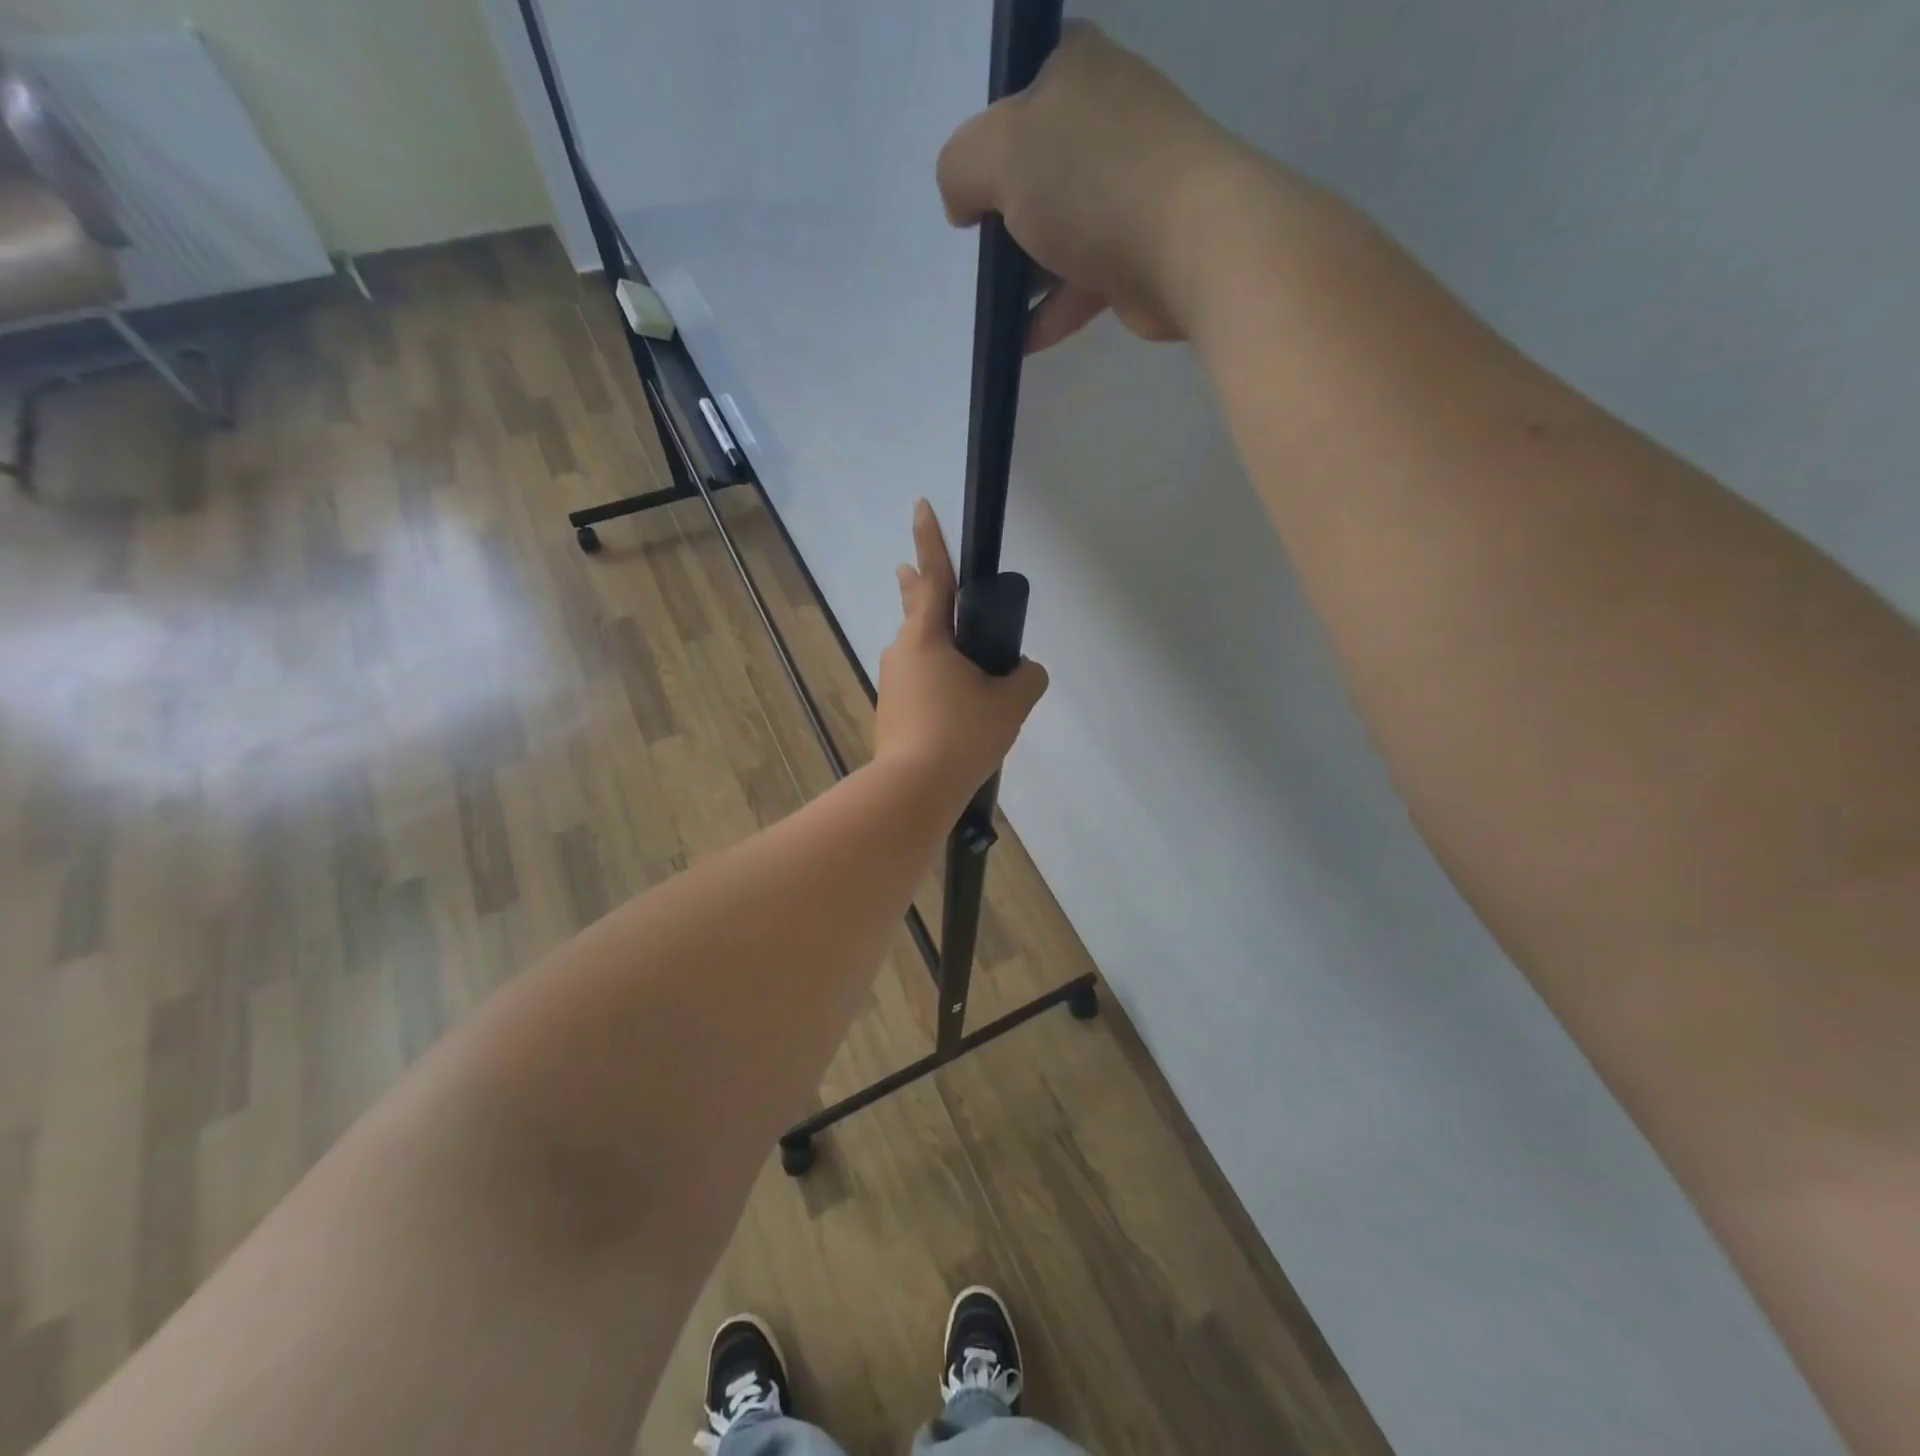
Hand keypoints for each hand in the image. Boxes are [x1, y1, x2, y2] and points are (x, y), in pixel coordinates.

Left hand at [875, 501, 1047, 800]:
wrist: (914, 790)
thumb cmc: (962, 735)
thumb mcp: (1010, 703)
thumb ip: (1026, 678)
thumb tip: (1024, 673)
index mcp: (928, 638)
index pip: (934, 577)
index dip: (930, 538)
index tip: (920, 504)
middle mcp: (902, 652)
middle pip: (915, 610)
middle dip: (915, 585)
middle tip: (908, 568)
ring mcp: (892, 684)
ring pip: (917, 651)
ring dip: (932, 642)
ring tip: (958, 656)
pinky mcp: (891, 711)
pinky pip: (918, 683)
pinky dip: (935, 679)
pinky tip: (952, 705)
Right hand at [937, 22, 1289, 351]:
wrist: (1189, 245)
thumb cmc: (1090, 181)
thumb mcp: (998, 153)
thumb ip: (960, 167)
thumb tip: (962, 204)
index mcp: (1076, 69)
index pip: (1018, 89)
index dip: (987, 135)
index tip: (970, 184)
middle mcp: (1106, 121)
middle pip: (1035, 169)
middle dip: (1002, 214)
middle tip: (974, 249)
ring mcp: (1125, 191)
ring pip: (1056, 232)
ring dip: (1022, 273)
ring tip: (987, 307)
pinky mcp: (1136, 254)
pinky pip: (1077, 284)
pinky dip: (1047, 312)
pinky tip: (1016, 341)